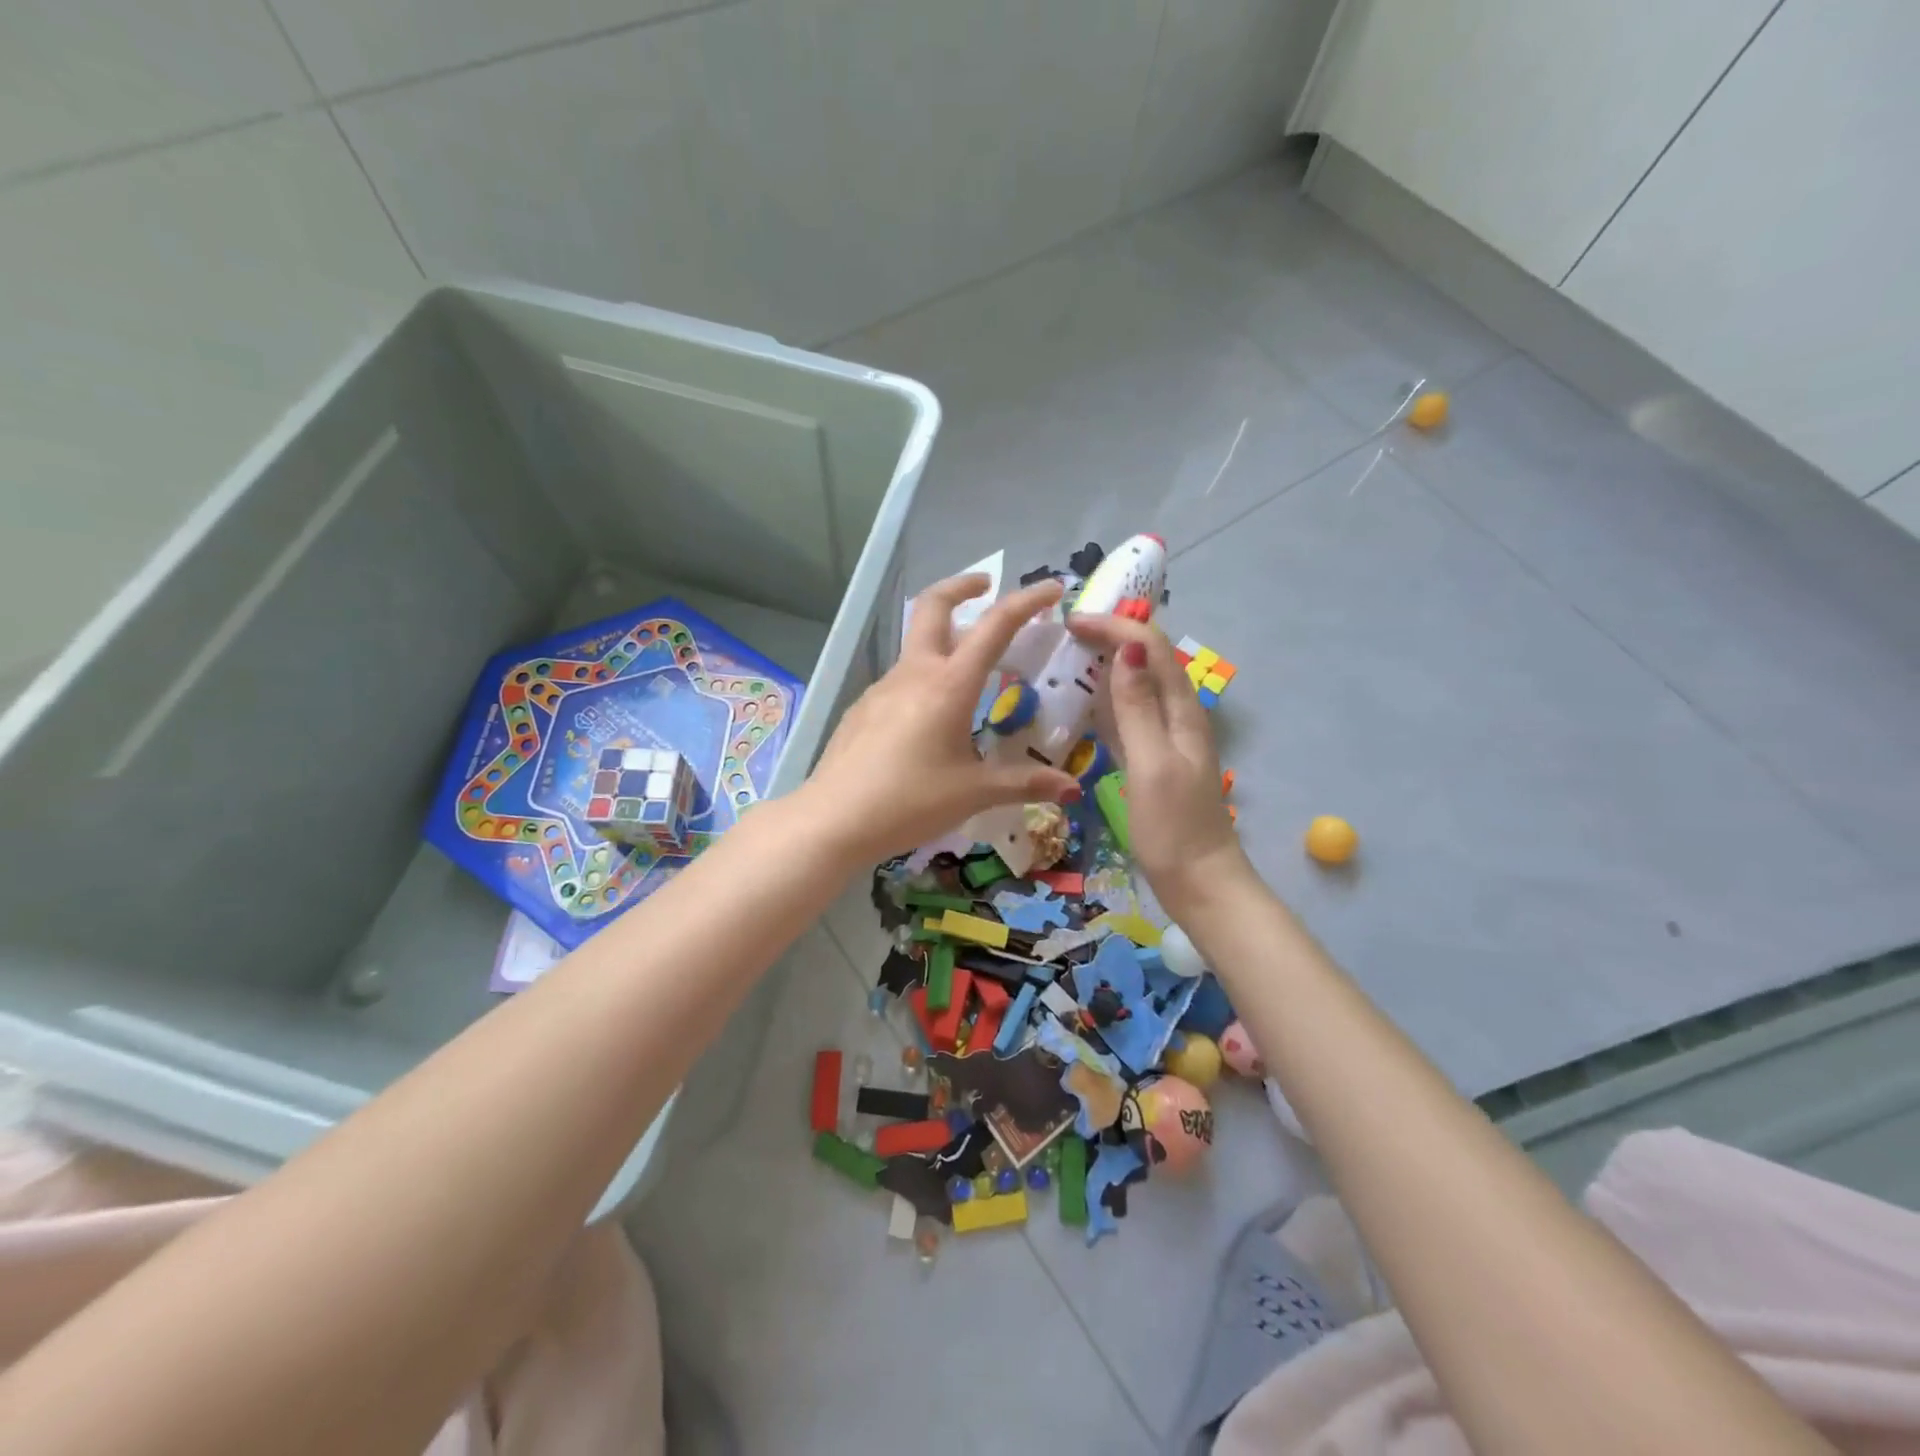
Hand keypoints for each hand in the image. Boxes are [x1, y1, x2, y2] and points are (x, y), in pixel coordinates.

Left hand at [801, 574, 1080, 864]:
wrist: (833, 820)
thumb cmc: (909, 802)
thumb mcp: (973, 793)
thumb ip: (1023, 783)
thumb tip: (1072, 789)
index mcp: (949, 685)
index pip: (994, 626)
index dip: (1026, 601)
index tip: (1051, 588)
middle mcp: (914, 673)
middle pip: (934, 606)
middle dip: (962, 587)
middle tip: (986, 587)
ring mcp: (882, 687)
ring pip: (917, 647)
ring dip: (945, 641)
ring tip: (971, 676)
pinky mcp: (863, 707)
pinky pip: (901, 680)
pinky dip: (924, 679)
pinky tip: (930, 721)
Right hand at [1068, 614, 1249, 919]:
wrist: (1199, 881)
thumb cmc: (1174, 827)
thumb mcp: (1152, 764)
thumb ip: (1138, 708)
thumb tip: (1127, 651)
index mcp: (1182, 711)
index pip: (1151, 649)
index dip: (1115, 628)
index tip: (1071, 622)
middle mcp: (1178, 716)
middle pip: (1148, 659)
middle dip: (1112, 636)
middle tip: (1066, 631)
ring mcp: (1166, 738)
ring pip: (1138, 684)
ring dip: (1108, 663)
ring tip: (1070, 655)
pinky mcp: (1154, 759)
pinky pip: (1130, 714)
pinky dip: (1107, 698)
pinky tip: (1085, 703)